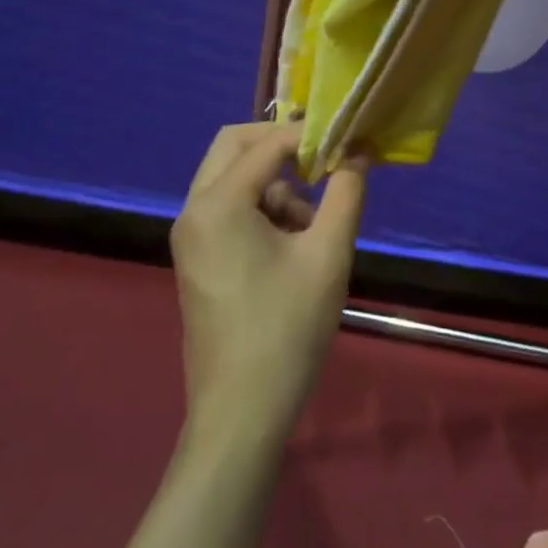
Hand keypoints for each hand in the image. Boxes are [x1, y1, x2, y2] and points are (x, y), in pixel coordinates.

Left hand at [169, 123, 367, 442]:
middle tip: (323, 159)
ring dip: (275, 182)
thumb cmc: (287, 329)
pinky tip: (295, 245)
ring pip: (232, 178)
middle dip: (281, 146)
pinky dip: (262, 208)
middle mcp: (194, 210)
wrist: (241, 413)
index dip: (309, 134)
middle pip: (234, 146)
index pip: (267, 143)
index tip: (347, 139)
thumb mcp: (328, 254)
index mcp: (218, 204)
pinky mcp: (198, 257)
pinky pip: (228, 208)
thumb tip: (356, 153)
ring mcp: (191, 236)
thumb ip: (345, 193)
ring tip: (314, 223)